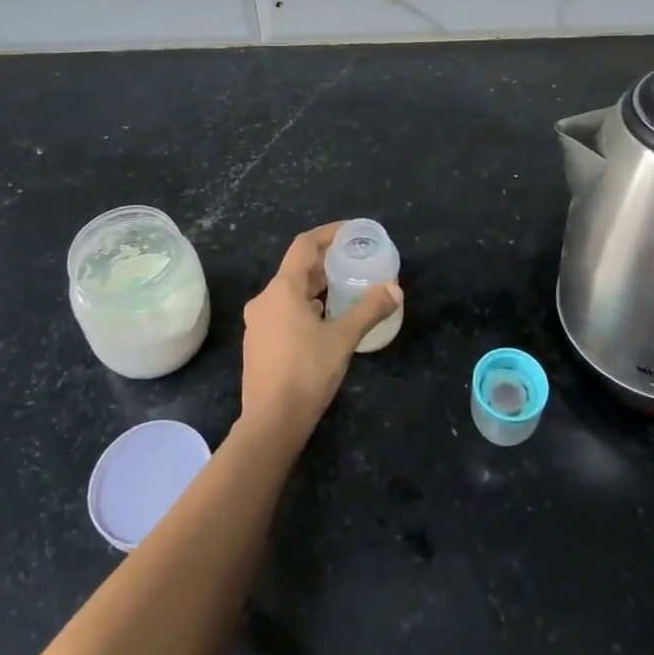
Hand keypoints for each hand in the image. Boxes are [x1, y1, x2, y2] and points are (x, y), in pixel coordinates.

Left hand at [239, 223, 400, 448]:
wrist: (271, 423)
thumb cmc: (306, 372)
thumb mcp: (343, 339)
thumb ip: (369, 310)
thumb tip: (395, 290)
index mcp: (282, 290)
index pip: (304, 245)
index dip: (328, 233)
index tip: (351, 231)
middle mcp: (265, 300)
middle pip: (297, 269)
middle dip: (326, 262)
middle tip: (355, 261)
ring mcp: (258, 323)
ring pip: (290, 292)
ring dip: (316, 286)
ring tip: (345, 288)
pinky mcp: (259, 343)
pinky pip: (284, 311)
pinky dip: (306, 305)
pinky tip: (325, 320)